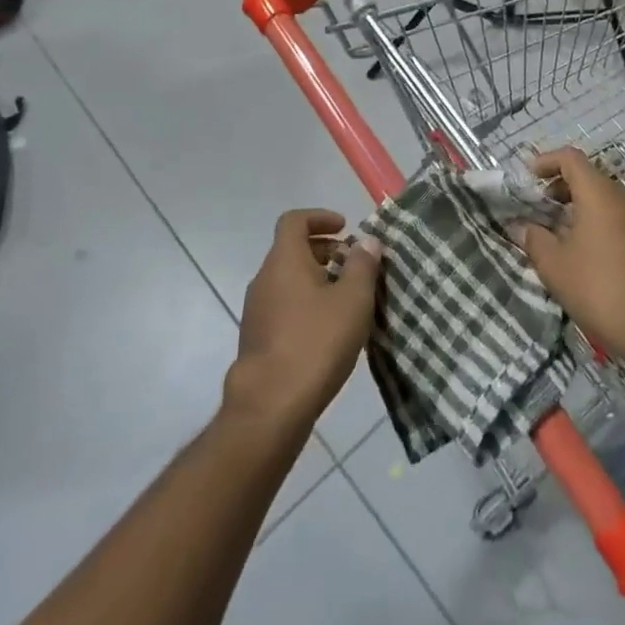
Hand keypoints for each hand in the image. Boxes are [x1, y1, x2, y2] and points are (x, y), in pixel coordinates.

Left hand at [224, 210, 381, 431]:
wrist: (270, 406)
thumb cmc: (315, 342)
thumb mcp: (352, 300)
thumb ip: (362, 265)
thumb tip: (367, 241)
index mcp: (284, 260)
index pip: (294, 220)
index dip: (320, 217)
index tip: (345, 228)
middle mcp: (264, 279)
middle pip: (292, 250)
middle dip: (324, 251)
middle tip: (354, 265)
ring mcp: (256, 310)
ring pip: (288, 280)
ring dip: (317, 280)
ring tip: (347, 299)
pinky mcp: (257, 339)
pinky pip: (284, 306)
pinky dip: (306, 304)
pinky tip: (329, 330)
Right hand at [512, 147, 624, 355]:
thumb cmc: (599, 288)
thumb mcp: (554, 265)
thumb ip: (534, 239)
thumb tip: (521, 226)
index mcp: (600, 194)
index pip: (570, 158)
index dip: (545, 161)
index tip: (527, 179)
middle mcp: (623, 198)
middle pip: (588, 176)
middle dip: (559, 186)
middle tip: (538, 208)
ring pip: (603, 197)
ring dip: (577, 205)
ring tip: (556, 232)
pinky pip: (615, 216)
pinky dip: (594, 220)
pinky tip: (582, 251)